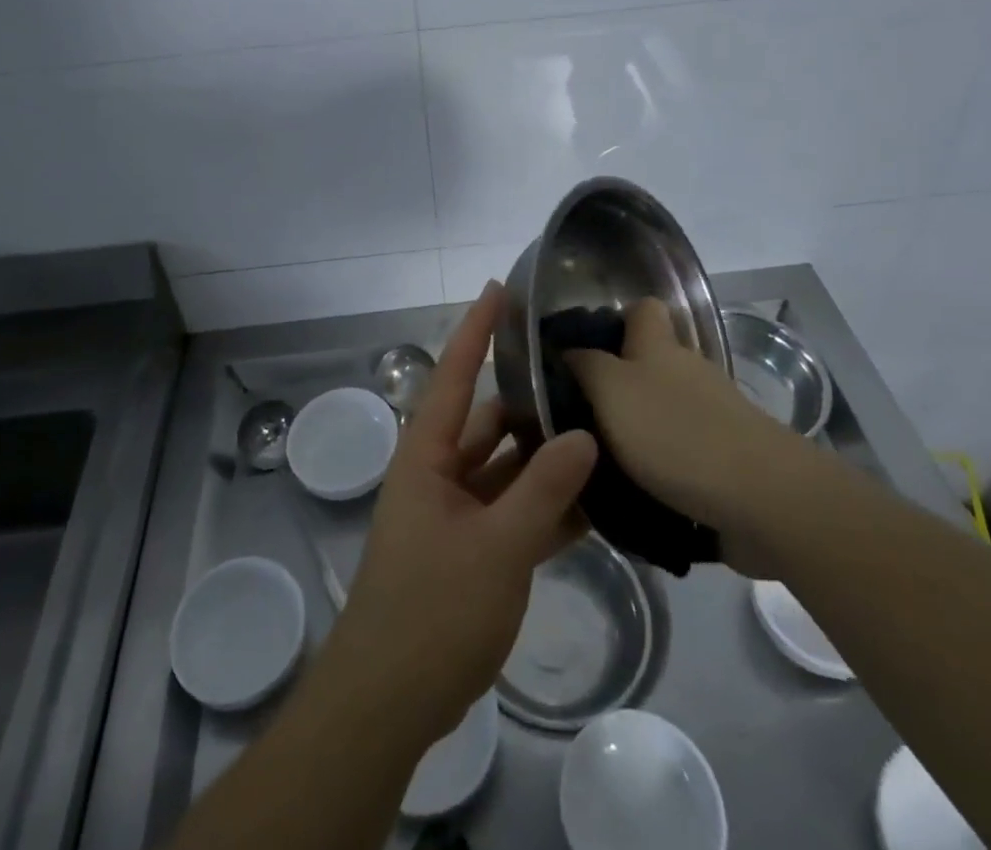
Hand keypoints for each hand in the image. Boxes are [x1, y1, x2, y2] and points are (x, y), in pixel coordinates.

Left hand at [317, 282, 597, 746]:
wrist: (389, 701)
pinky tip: (594, 504)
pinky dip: (546, 506)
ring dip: (545, 458)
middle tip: (582, 376)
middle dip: (530, 400)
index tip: (500, 289)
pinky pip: (513, 511)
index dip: (477, 330)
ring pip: (506, 468)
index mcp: (428, 455)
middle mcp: (439, 473)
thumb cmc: (432, 609)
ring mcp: (455, 513)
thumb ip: (543, 490)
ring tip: (601, 433)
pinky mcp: (471, 550)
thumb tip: (583, 435)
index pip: (456, 375)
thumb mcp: (497, 547)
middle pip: (489, 421)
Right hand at [566, 298, 808, 550]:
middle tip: (577, 413)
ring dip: (637, 429)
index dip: (615, 319)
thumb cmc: (674, 432)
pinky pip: (684, 452)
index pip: (642, 309)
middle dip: (618, 384)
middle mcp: (689, 372)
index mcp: (659, 347)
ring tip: (599, 461)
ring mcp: (715, 415)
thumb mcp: (611, 390)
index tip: (582, 349)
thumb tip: (568, 348)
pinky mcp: (729, 459)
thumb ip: (585, 366)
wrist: (762, 498)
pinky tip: (636, 494)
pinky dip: (661, 467)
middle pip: (651, 362)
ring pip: (666, 409)